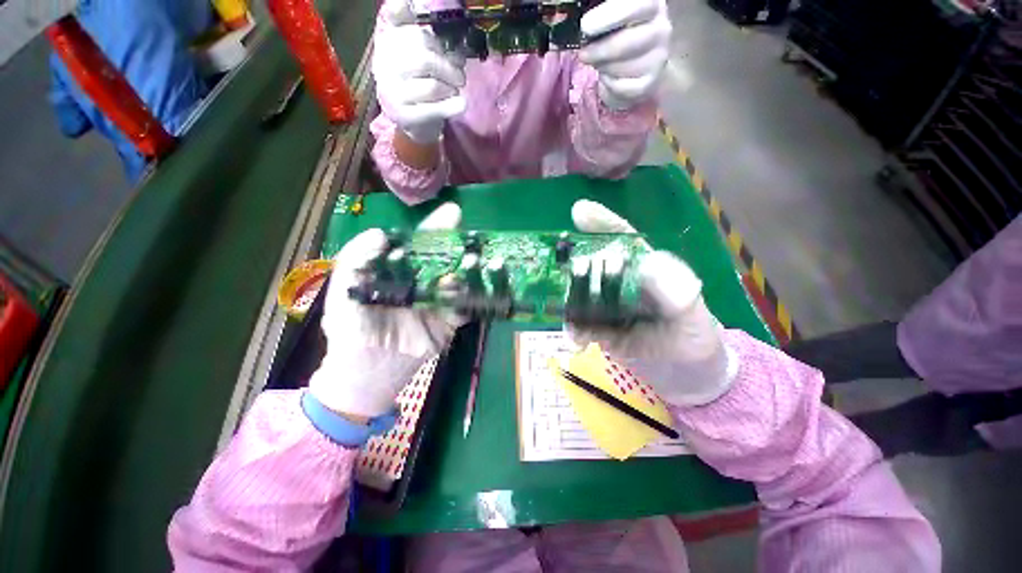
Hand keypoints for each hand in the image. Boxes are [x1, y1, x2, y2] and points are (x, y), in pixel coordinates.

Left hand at [308, 203, 465, 417]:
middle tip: (475, 235)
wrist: (366, 374)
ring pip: (461, 281)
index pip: (421, 245)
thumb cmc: (351, 330)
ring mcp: (440, 301)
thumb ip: (355, 261)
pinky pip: (468, 307)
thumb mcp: (343, 293)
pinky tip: (490, 286)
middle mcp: (424, 281)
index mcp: (402, 271)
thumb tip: (381, 234)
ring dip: (474, 270)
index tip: (452, 214)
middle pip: (446, 259)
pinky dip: (480, 297)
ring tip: (483, 260)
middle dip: (461, 246)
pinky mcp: (451, 322)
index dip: (435, 229)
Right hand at [372, 0, 466, 143]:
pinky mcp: (402, 115)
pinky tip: (461, 105)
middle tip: (460, 77)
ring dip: (451, 88)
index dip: (417, 22)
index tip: (425, 22)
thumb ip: (435, 44)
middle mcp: (385, 63)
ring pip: (433, 86)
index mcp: (389, 41)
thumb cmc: (421, 86)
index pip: (402, 21)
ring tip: (454, 91)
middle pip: (425, 58)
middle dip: (449, 68)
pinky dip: (452, 106)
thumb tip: (456, 46)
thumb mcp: (424, 59)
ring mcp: (391, 91)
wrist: (413, 123)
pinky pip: (434, 109)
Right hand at [567, 200, 735, 405]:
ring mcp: (604, 304)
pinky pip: (577, 323)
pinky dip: (573, 330)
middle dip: (575, 264)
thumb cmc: (694, 340)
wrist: (684, 377)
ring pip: (578, 293)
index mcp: (644, 268)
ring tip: (569, 316)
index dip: (602, 223)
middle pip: (592, 263)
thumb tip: (649, 264)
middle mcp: (620, 281)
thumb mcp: (694, 317)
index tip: (579, 211)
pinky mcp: (596, 327)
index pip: (623, 239)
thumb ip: (678, 293)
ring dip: (568, 301)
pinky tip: (577, 341)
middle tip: (564, 271)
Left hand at [579, 0, 671, 109]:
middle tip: (583, 54)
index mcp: (650, 5)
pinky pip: (621, 88)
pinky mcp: (650, 83)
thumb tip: (583, 26)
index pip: (635, 6)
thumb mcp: (610, 20)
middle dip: (599, 51)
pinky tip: (609, 77)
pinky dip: (609, 85)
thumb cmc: (618, 36)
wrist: (639, 66)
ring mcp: (658, 57)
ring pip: (621, 67)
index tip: (585, 26)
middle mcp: (660, 28)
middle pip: (625, 43)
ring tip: (599, 63)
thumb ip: (600, 18)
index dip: (609, 16)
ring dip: (603, 67)